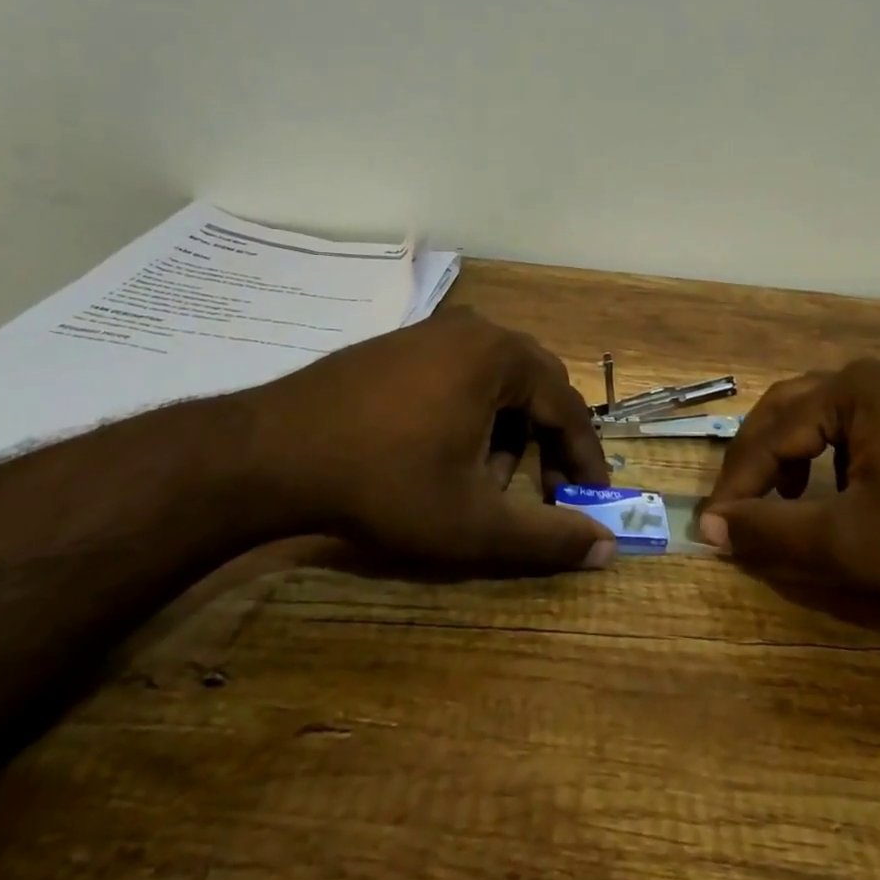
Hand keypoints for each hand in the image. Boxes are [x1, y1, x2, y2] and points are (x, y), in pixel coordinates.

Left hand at [232, 309, 616, 573]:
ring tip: (484, 480)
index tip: (592, 499)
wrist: (272, 452)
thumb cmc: (386, 484)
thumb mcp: (474, 523)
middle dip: (545, 443)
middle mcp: (474, 329)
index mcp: (502, 356)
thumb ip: (547, 539)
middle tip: (544, 491)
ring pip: (497, 380)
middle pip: (535, 386)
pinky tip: (444, 453)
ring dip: (506, 430)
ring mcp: (432, 331)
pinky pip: (459, 373)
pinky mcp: (399, 344)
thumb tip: (607, 550)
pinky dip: (471, 413)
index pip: (567, 406)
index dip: (585, 458)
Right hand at [698, 360, 879, 621]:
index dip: (737, 484)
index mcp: (851, 389)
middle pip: (788, 412)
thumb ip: (774, 531)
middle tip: (739, 510)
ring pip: (820, 420)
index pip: (770, 433)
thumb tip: (712, 528)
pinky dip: (828, 461)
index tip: (714, 529)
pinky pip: (854, 429)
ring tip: (781, 504)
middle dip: (758, 463)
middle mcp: (872, 378)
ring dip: (791, 460)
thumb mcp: (851, 541)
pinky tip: (834, 497)